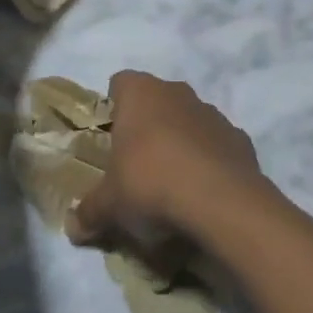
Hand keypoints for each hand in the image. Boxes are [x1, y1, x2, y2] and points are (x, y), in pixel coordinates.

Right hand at [68, 72, 272, 252]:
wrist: (221, 202)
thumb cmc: (151, 184)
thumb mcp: (109, 205)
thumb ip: (89, 212)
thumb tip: (73, 228)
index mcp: (140, 93)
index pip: (120, 83)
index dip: (114, 108)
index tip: (111, 139)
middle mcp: (176, 92)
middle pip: (156, 101)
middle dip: (148, 127)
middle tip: (137, 165)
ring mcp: (213, 113)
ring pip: (189, 120)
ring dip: (180, 142)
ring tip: (172, 183)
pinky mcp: (240, 138)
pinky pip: (216, 145)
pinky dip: (209, 161)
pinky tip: (203, 192)